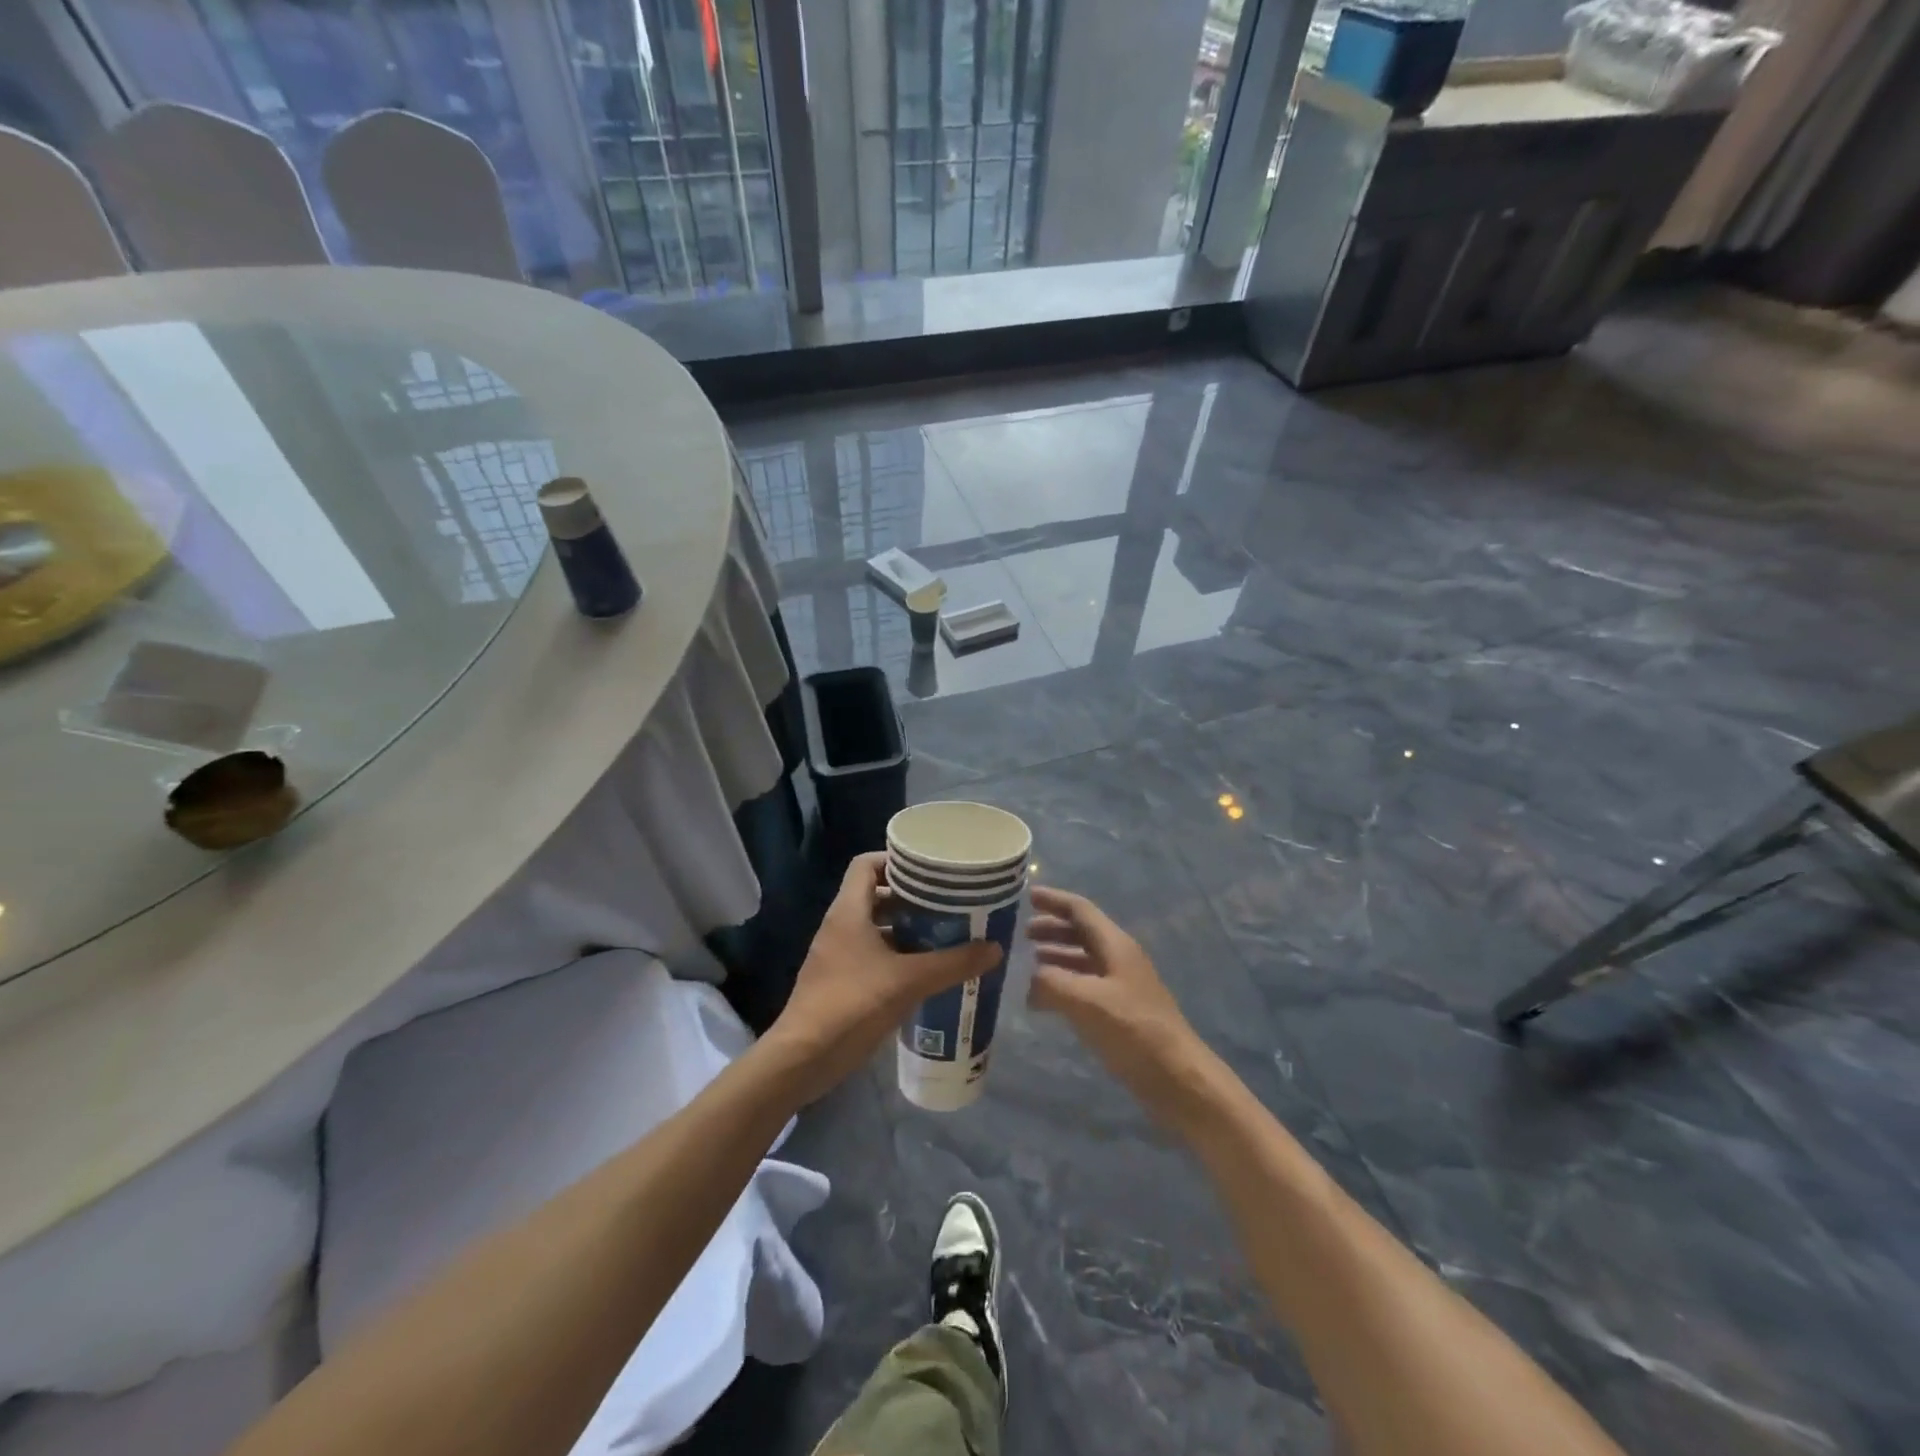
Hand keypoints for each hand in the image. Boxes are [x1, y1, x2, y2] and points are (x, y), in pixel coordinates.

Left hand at [766, 853, 1001, 1104]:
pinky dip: (897, 956)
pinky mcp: (840, 982)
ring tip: (944, 935)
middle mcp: (840, 926)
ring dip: (906, 930)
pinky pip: (872, 955)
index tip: (929, 871)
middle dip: (910, 898)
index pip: (867, 864)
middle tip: (947, 904)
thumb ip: (953, 963)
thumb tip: (995, 948)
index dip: (895, 861)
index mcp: (848, 911)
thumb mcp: (909, 981)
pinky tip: (926, 972)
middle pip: (875, 895)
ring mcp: (838, 955)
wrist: (803, 1059)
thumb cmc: (852, 1005)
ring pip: (875, 928)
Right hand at [1026, 886, 1217, 1123]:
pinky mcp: (1121, 1011)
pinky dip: (1065, 983)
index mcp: (1115, 945)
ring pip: (1084, 959)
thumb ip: (1052, 983)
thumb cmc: (1134, 1031)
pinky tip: (1048, 999)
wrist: (1177, 1077)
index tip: (1027, 895)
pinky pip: (1086, 985)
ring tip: (1030, 964)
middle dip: (1052, 928)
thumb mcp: (1086, 1002)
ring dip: (1057, 956)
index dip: (1053, 900)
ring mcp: (1122, 985)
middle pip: (1082, 932)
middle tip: (1022, 934)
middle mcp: (1119, 958)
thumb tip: (1031, 980)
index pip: (1080, 910)